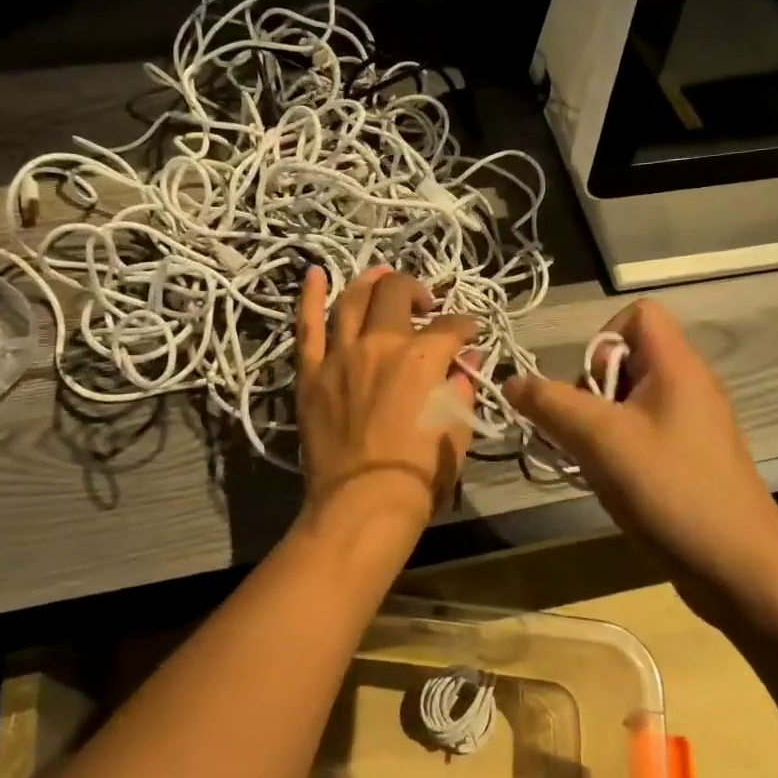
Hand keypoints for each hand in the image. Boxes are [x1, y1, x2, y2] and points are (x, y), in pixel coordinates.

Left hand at [294, 266, 480, 540]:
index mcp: (422, 357)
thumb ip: (461, 386)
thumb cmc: (419, 473)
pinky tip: (314, 273)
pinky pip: (307, 327)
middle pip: (396, 294)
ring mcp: (340, 355)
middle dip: (416, 289)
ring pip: (352, 300)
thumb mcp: (456, 428)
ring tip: (381, 275)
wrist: (362, 504)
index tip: (470, 334)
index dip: (466, 326)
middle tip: (425, 303)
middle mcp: (381, 344)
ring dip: (369, 281)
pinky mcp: (311, 373)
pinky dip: (310, 297)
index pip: (451, 327)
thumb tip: (465, 361)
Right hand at [504, 299, 777, 620]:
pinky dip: (617, 449)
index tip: (588, 385)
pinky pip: (642, 433)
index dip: (603, 337)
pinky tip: (609, 483)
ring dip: (598, 425)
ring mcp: (691, 425)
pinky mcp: (689, 459)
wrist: (740, 571)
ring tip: (590, 461)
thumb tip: (511, 381)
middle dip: (591, 389)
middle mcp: (688, 386)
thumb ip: (551, 404)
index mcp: (677, 366)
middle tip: (585, 431)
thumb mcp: (600, 440)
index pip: (640, 313)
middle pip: (627, 358)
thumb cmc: (671, 489)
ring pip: (629, 401)